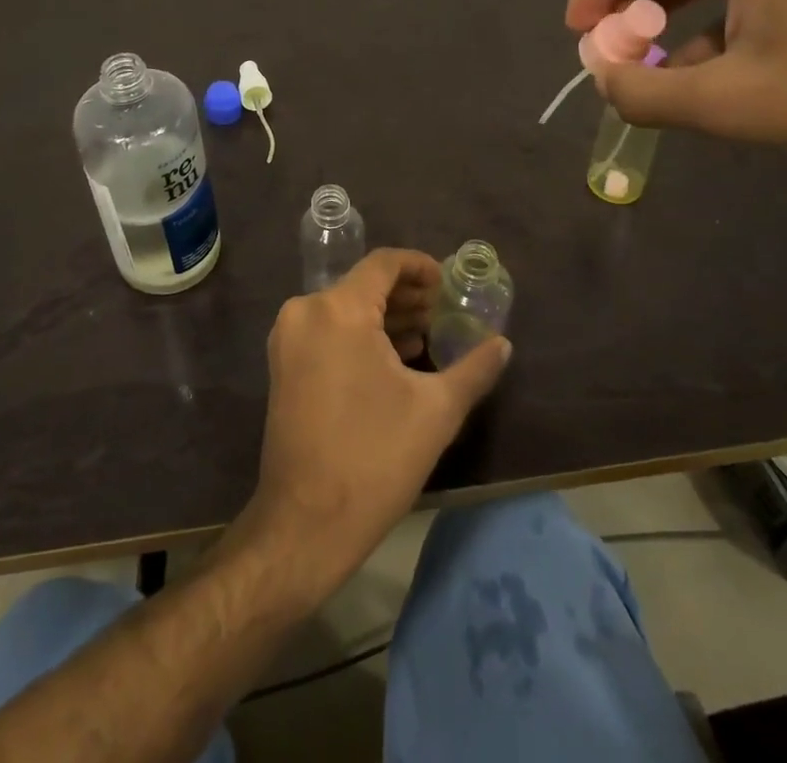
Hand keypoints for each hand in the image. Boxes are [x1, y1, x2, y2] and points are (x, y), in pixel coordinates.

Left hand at [239, 249, 510, 599]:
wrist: (306, 523)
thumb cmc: (374, 459)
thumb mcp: (436, 411)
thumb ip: (474, 368)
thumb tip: (503, 344)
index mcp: (339, 309)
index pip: (383, 264)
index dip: (419, 266)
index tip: (448, 284)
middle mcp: (306, 311)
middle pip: (363, 285)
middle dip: (406, 295)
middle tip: (444, 313)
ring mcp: (288, 339)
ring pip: (345, 308)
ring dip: (385, 317)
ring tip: (426, 336)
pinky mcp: (283, 365)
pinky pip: (327, 331)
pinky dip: (360, 335)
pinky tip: (394, 358)